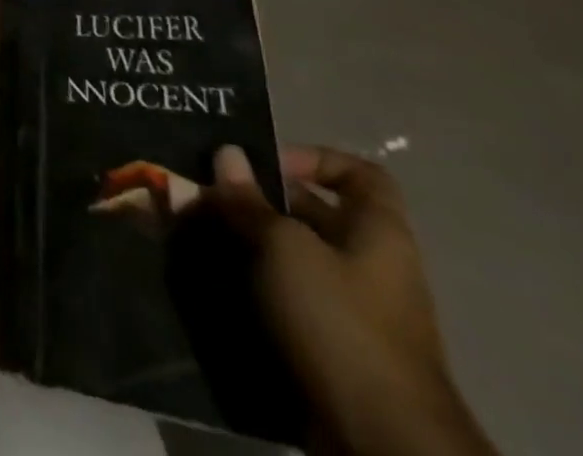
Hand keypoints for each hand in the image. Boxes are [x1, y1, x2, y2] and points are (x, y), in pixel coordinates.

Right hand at [206, 145, 497, 455]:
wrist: (383, 441)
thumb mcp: (285, 247)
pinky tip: (215, 280)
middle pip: (315, 214)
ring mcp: (355, 311)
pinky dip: (255, 287)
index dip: (312, 158)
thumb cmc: (341, 321)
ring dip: (249, 244)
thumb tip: (227, 154)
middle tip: (208, 194)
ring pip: (294, 258)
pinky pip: (289, 300)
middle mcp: (372, 265)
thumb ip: (251, 200)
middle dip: (260, 201)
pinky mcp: (334, 348)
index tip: (263, 165)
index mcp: (379, 232)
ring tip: (200, 234)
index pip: (358, 173)